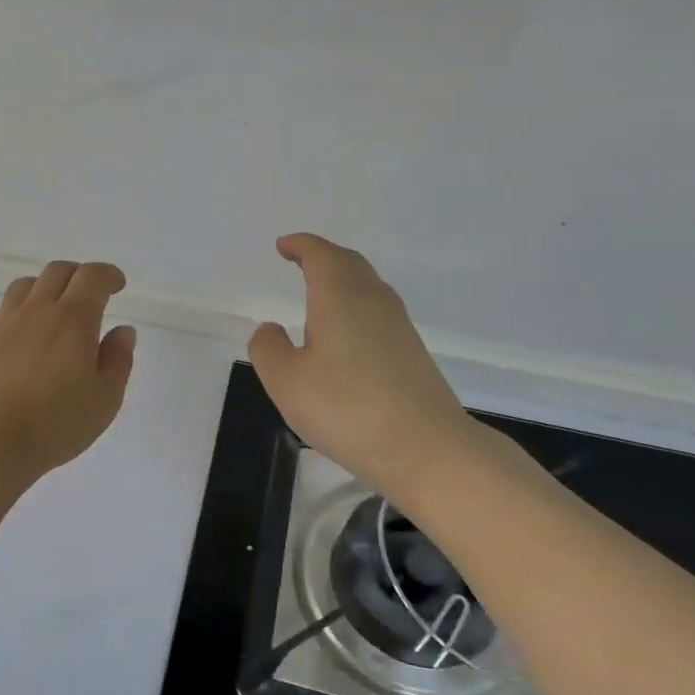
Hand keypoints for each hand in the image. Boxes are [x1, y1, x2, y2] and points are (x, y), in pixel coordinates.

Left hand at [0, 260, 136, 480]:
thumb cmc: (53, 425)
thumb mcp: (104, 400)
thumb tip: (122, 331)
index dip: (108, 275)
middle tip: (90, 295)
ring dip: (46, 287)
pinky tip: (25, 337)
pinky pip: (4, 310)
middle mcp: (36, 311)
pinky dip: (21, 311)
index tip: (117, 285)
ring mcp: (3, 324)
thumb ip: (117, 361)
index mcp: (72, 320)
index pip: (92, 277)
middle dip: (79, 275)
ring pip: (25, 285)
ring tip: (55, 310)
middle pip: (57, 271)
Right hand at [249, 234, 475, 502]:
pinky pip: (379, 313)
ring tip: (321, 292)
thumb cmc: (346, 408)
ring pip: (369, 287)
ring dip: (343, 280)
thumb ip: (269, 349)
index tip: (284, 246)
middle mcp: (373, 302)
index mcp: (340, 297)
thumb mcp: (286, 381)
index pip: (321, 256)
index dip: (301, 246)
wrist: (426, 448)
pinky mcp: (413, 354)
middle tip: (302, 260)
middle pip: (350, 264)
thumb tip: (271, 329)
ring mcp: (399, 328)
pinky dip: (357, 307)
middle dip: (324, 256)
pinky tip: (348, 334)